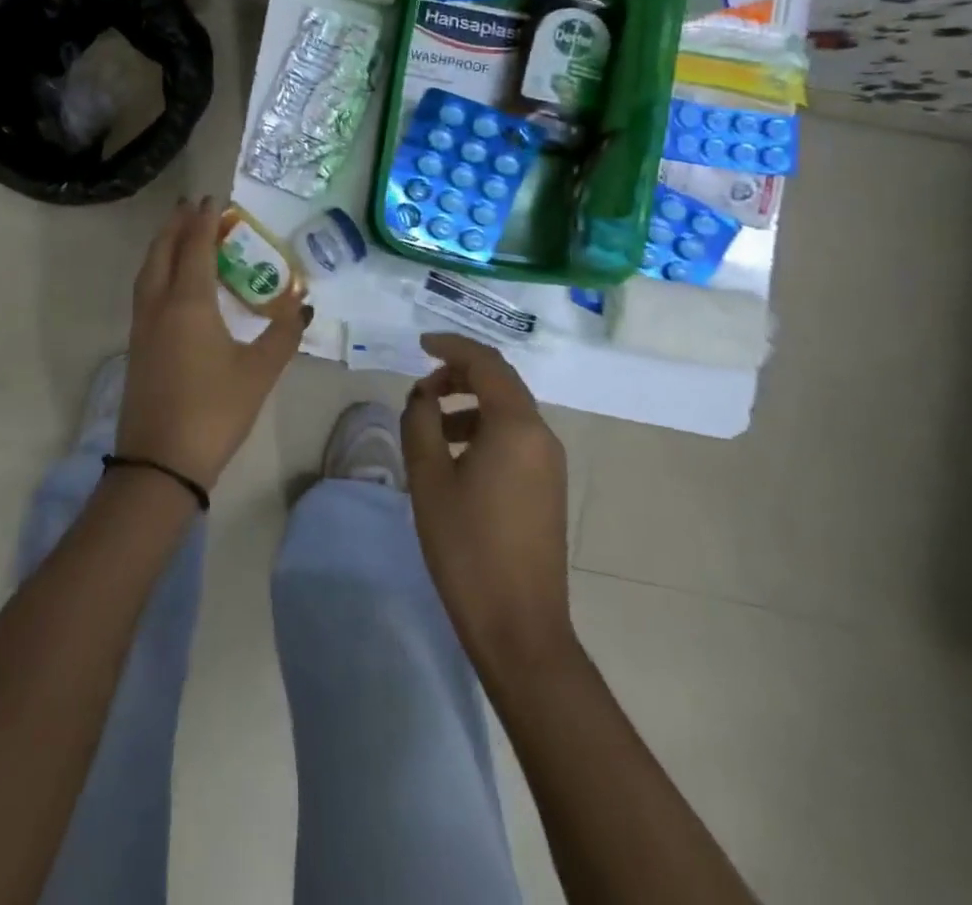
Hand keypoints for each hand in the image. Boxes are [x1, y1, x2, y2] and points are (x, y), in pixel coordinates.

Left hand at [119, 197, 308, 489]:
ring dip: (163, 245)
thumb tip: (302, 305)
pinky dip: (157, 269)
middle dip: (177, 224)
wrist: (160, 462)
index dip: (204, 220)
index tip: (213, 199)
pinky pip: (145, 290)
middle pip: (163, 251)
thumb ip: (283, 334)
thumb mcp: (259, 372)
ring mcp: (143, 325)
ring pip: (148, 270)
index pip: (195, 247)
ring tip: (180, 233)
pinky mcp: (137, 345)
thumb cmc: (214, 411)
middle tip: (193, 207)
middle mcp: (160, 304)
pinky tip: (171, 280)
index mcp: (189, 302)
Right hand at [402, 333, 576, 679]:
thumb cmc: (467, 546)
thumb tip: (422, 395)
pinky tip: (456, 456)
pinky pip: (516, 437)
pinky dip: (485, 429)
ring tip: (432, 423)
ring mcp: (551, 462)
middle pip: (502, 382)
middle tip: (422, 386)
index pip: (486, 363)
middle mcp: (541, 435)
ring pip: (509, 411)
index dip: (452, 347)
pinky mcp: (549, 486)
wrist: (520, 626)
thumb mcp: (429, 479)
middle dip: (460, 374)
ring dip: (470, 404)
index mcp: (516, 426)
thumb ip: (420, 423)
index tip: (420, 344)